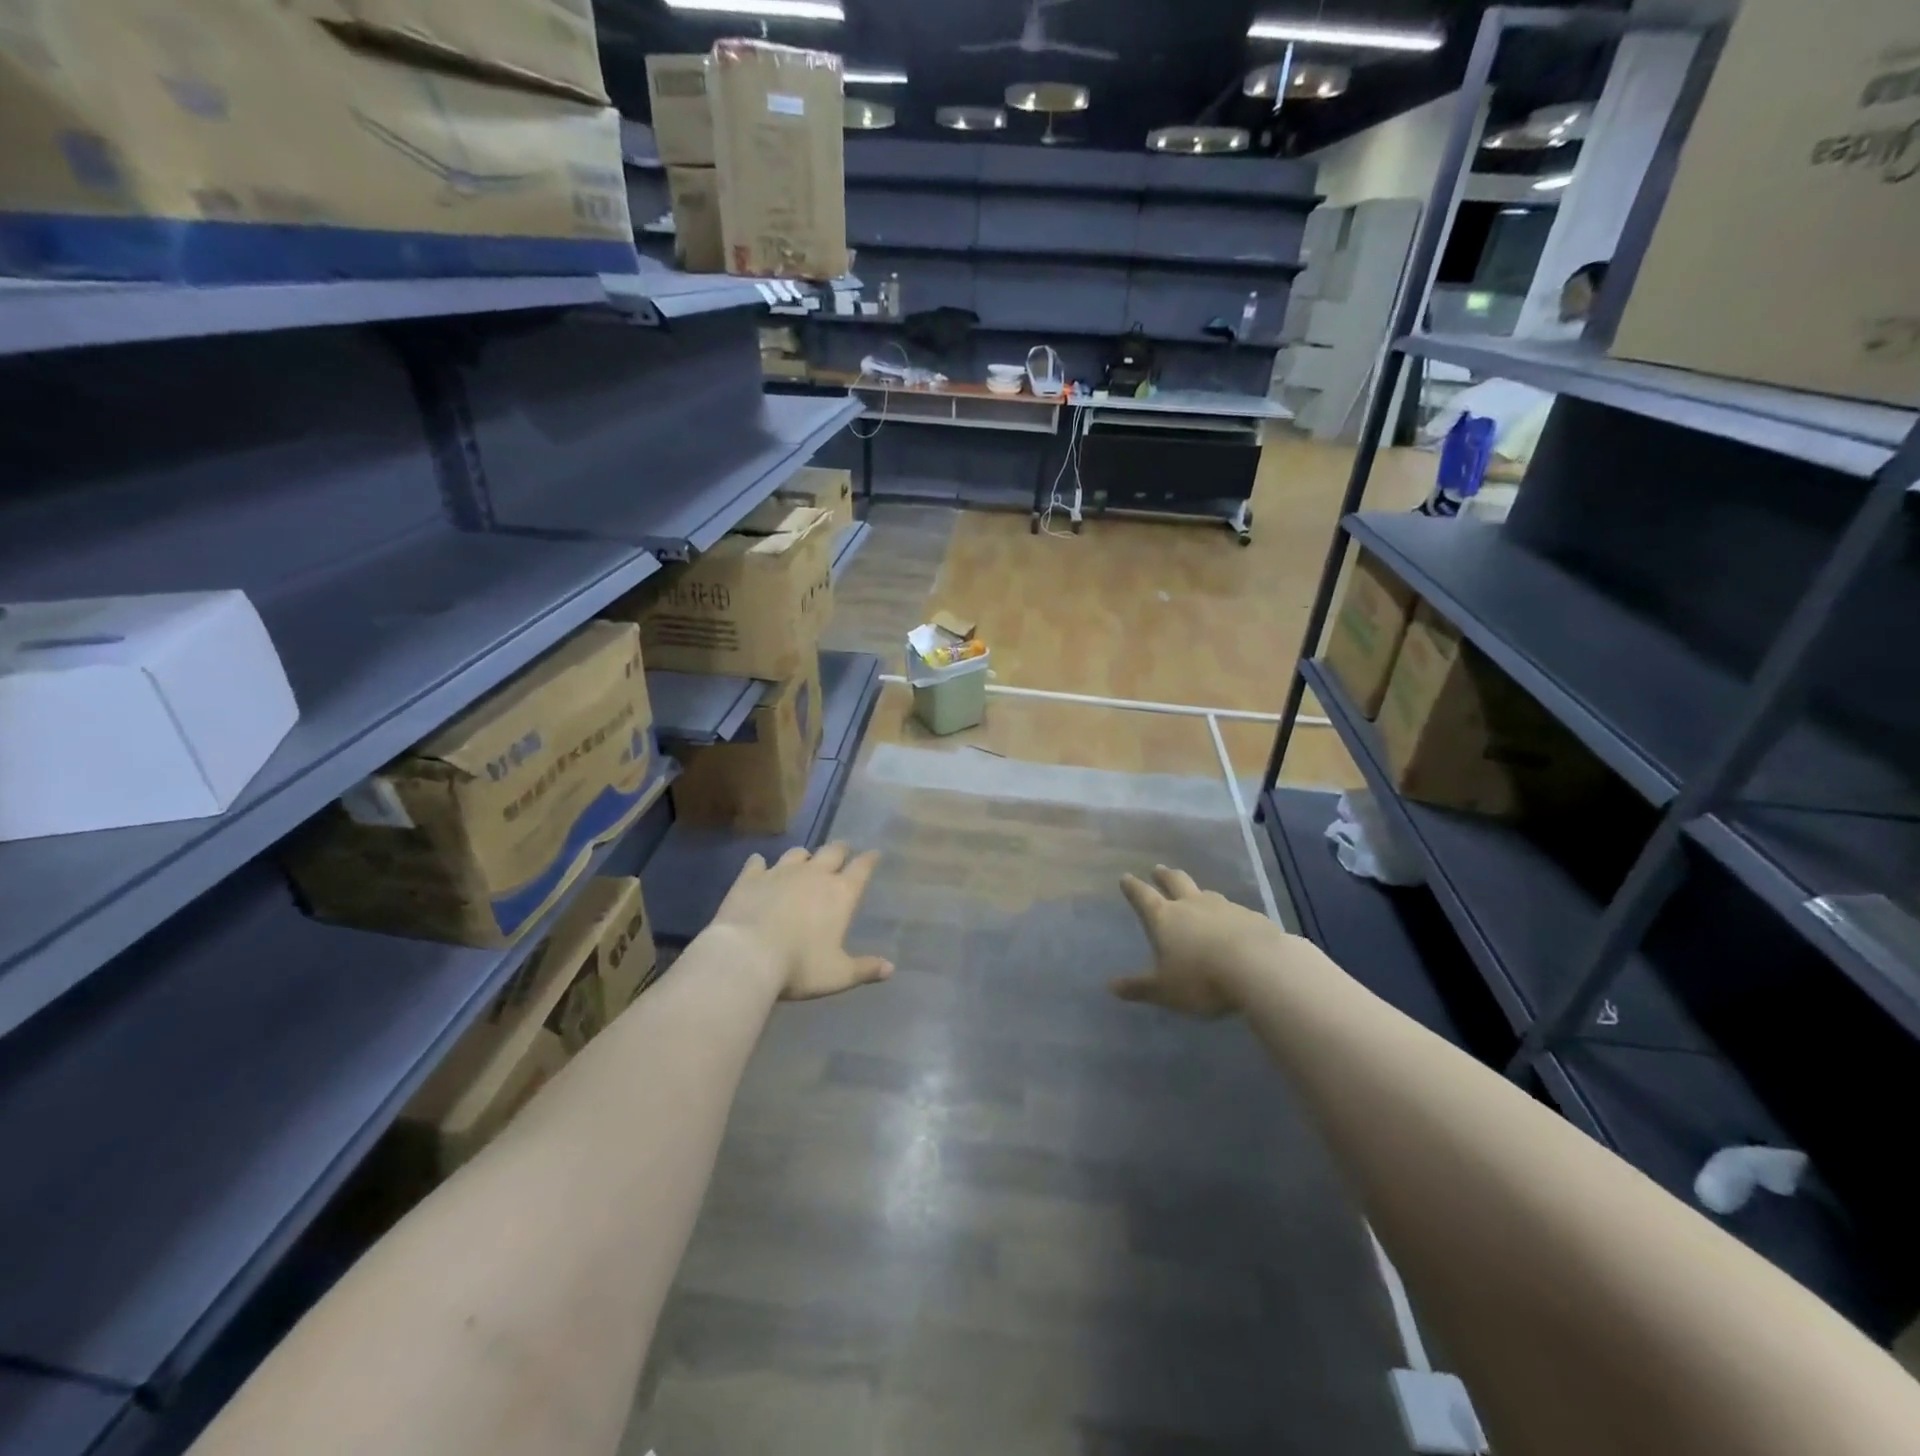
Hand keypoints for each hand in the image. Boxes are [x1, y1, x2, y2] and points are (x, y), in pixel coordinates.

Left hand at [710, 843, 893, 1000]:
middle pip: (832, 851)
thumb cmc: (800, 966)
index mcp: (841, 894)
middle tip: (843, 850)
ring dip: (804, 856)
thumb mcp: (838, 975)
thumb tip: (890, 969)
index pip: (862, 868)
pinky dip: (760, 863)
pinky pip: (757, 862)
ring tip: (804, 860)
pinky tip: (758, 864)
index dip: (870, 859)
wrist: (746, 956)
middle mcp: (814, 875)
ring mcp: (780, 872)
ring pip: (797, 853)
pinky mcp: (750, 878)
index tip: (874, 853)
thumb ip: (865, 969)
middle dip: (840, 850)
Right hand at [1112, 865, 1268, 1017]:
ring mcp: (1224, 907)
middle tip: (1158, 869)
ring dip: (1198, 893)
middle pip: (1175, 881)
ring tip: (1196, 895)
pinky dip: (1227, 914)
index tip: (1126, 877)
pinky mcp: (1251, 917)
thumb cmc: (1202, 979)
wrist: (1260, 968)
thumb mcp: (1165, 990)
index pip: (1143, 896)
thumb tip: (1111, 987)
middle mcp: (1192, 905)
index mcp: (1165, 917)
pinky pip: (1234, 911)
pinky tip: (1233, 924)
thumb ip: (1140, 987)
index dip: (1133, 887)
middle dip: (1164, 875)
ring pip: (1206, 893)